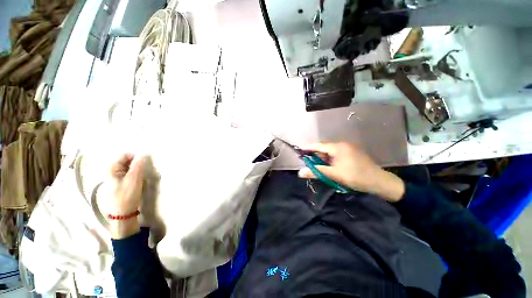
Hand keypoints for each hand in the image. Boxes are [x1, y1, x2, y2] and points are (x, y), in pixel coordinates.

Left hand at [106, 154, 144, 238]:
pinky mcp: (122, 182)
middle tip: (145, 170)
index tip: (146, 163)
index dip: (137, 157)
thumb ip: (138, 166)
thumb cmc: (127, 196)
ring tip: (143, 176)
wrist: (123, 213)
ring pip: (130, 167)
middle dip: (138, 163)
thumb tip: (143, 154)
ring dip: (138, 169)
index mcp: (112, 169)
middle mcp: (112, 171)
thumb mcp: (134, 180)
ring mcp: (117, 177)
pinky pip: (131, 173)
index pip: (125, 155)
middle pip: (128, 161)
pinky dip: (137, 174)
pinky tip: (141, 180)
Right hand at [297, 142, 404, 201]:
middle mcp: (343, 145)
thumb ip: (316, 172)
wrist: (379, 181)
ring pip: (330, 152)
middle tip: (308, 162)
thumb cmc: (356, 177)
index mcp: (338, 148)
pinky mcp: (352, 153)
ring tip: (318, 166)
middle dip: (315, 155)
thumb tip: (300, 172)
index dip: (308, 147)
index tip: (298, 148)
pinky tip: (329, 166)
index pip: (319, 145)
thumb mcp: (334, 175)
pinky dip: (330, 159)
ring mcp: (348, 148)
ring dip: (323, 158)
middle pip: (324, 148)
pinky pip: (336, 154)